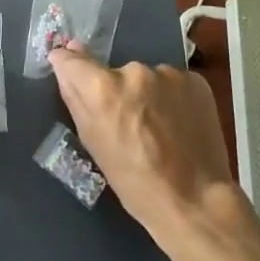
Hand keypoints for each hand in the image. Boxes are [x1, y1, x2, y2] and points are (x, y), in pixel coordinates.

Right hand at [47, 40, 237, 238]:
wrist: (196, 202)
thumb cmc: (135, 182)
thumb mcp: (93, 143)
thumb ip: (75, 97)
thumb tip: (63, 58)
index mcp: (102, 88)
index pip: (72, 60)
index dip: (70, 66)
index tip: (73, 76)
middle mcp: (133, 71)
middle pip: (114, 72)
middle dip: (117, 90)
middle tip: (131, 123)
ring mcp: (168, 73)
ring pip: (146, 78)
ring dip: (147, 94)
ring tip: (161, 128)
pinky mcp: (195, 80)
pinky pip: (173, 83)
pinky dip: (172, 98)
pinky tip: (181, 124)